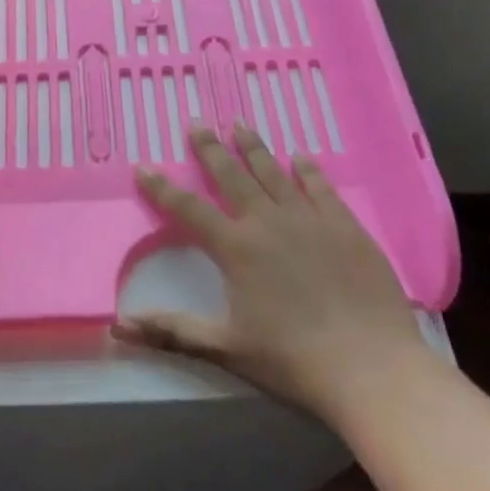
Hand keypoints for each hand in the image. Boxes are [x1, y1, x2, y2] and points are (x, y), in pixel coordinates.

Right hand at [112, 125, 423, 424]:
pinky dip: (308, 169)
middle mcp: (267, 222)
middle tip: (197, 123)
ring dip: (253, 147)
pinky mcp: (344, 225)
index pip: (188, 209)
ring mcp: (309, 219)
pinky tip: (301, 156)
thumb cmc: (293, 361)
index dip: (162, 188)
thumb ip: (171, 331)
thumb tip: (118, 325)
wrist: (371, 367)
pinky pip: (320, 186)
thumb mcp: (226, 349)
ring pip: (273, 172)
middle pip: (232, 175)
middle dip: (210, 149)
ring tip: (239, 124)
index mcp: (236, 248)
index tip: (143, 166)